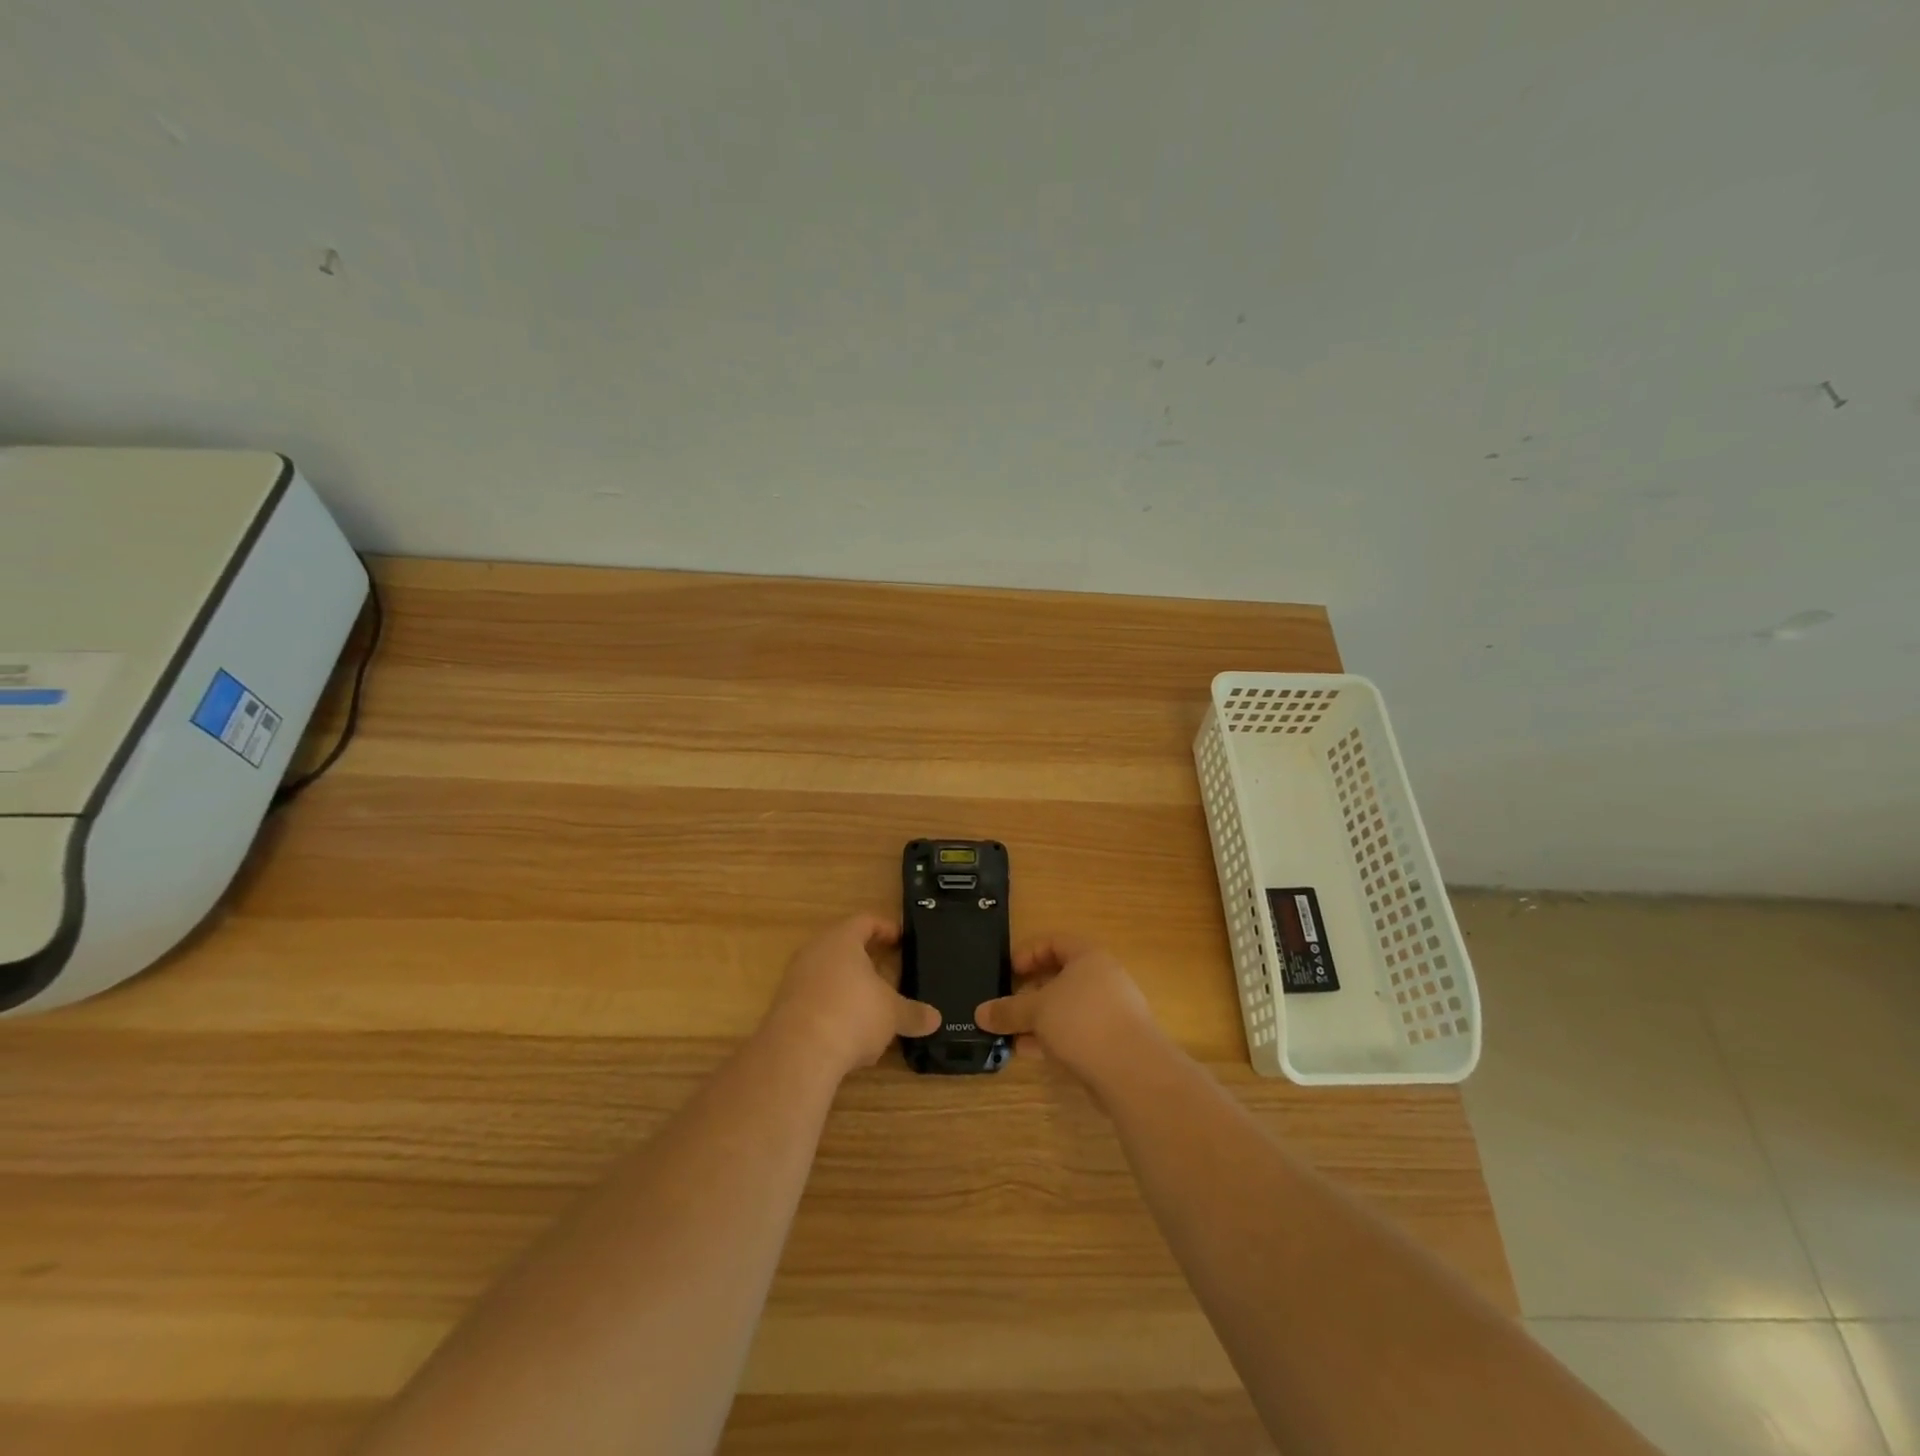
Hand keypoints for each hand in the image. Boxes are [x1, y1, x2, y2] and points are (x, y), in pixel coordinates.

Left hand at [763, 914, 940, 1078]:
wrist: (797, 1053)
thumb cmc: (852, 1014)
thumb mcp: (892, 1014)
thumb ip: (913, 1013)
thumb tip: (935, 1019)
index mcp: (841, 940)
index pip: (865, 921)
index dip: (885, 928)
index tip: (901, 939)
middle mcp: (814, 952)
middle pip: (843, 947)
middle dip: (867, 960)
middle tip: (890, 970)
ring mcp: (795, 980)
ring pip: (828, 974)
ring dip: (849, 987)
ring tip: (872, 1005)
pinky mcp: (785, 1008)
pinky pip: (815, 999)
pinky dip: (834, 1009)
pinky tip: (849, 1032)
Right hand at [975, 934, 1162, 1081]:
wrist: (1132, 1071)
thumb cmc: (1082, 1022)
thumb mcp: (1036, 1010)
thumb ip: (1007, 1010)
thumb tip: (980, 1013)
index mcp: (1089, 957)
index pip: (1055, 942)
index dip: (1028, 953)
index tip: (1008, 971)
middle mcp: (1102, 979)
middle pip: (1060, 977)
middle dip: (1029, 992)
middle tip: (1006, 1005)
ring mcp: (1109, 1012)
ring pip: (1065, 1008)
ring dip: (1037, 1019)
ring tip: (1010, 1033)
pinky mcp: (1111, 1042)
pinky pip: (1075, 1032)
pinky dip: (1051, 1038)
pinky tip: (1028, 1051)